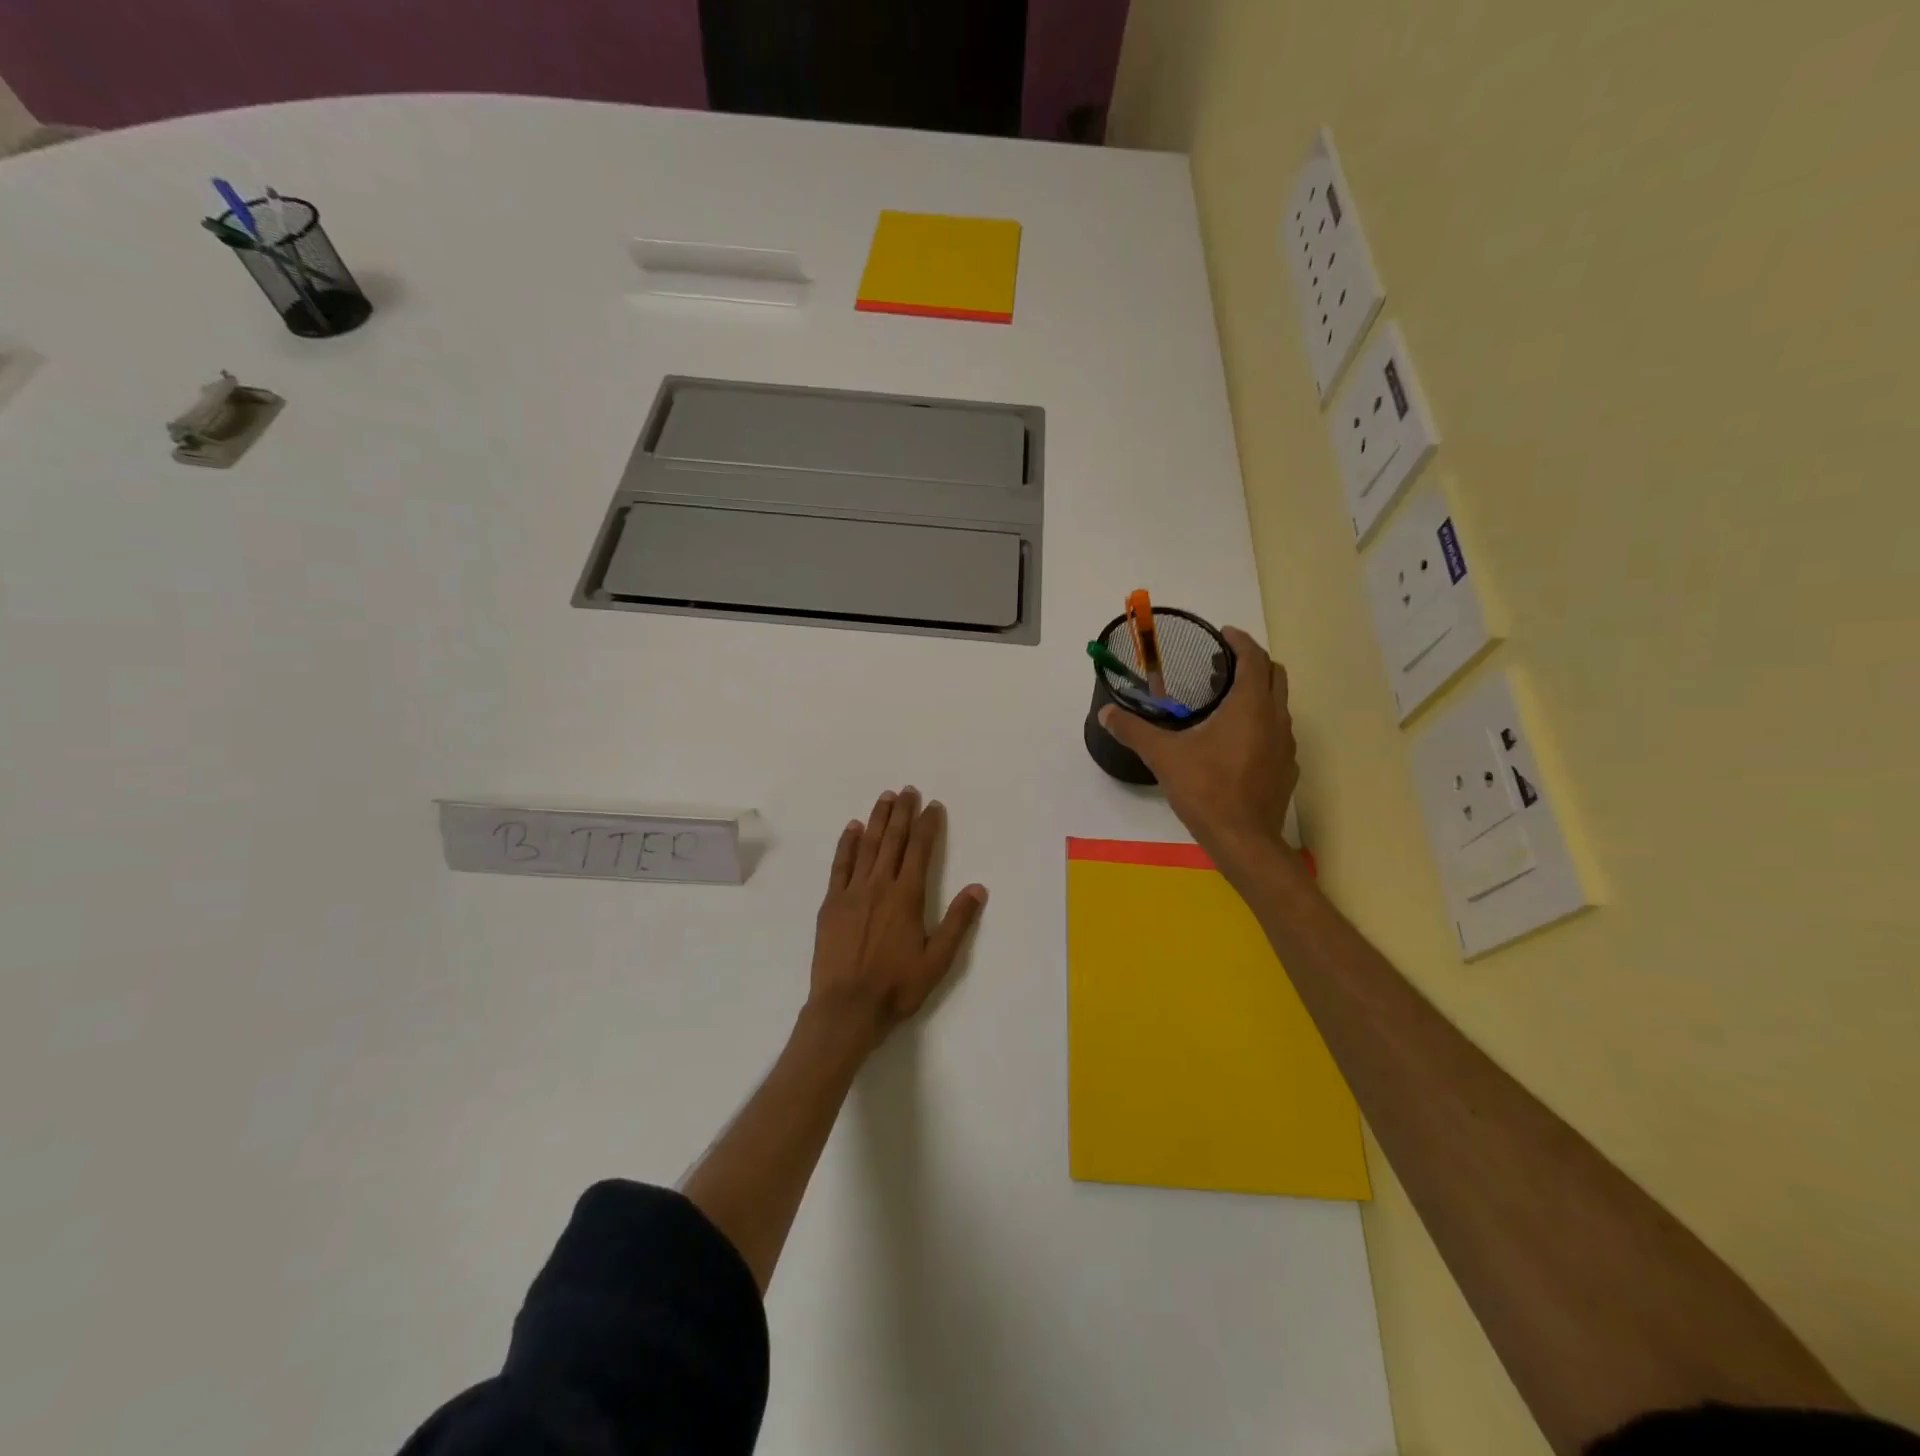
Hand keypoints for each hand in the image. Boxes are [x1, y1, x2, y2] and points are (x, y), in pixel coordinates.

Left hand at [807, 787, 987, 1046]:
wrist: (846, 1008)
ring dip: (877, 819)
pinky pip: (840, 865)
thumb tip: (978, 887)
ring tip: (885, 798)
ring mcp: (852, 892)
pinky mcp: (831, 903)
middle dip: (902, 813)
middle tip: (908, 790)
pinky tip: (852, 828)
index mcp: (907, 896)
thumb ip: (958, 922)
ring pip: (867, 846)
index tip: (932, 805)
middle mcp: (879, 885)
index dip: (927, 825)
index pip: (920, 850)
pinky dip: (847, 843)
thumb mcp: (938, 960)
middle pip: (893, 840)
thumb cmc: (896, 987)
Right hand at [1099, 627, 1299, 876]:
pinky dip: (1260, 724)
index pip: (1255, 658)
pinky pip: (1277, 733)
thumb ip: (1133, 730)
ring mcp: (1286, 745)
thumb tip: (1105, 713)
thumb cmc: (1206, 790)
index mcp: (1250, 706)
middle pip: (1274, 676)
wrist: (1244, 840)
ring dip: (1257, 694)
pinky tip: (1235, 743)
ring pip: (1278, 705)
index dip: (1240, 641)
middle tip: (1223, 665)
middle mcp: (1276, 718)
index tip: (1223, 634)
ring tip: (1226, 701)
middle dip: (1253, 663)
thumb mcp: (1163, 756)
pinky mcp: (1286, 769)